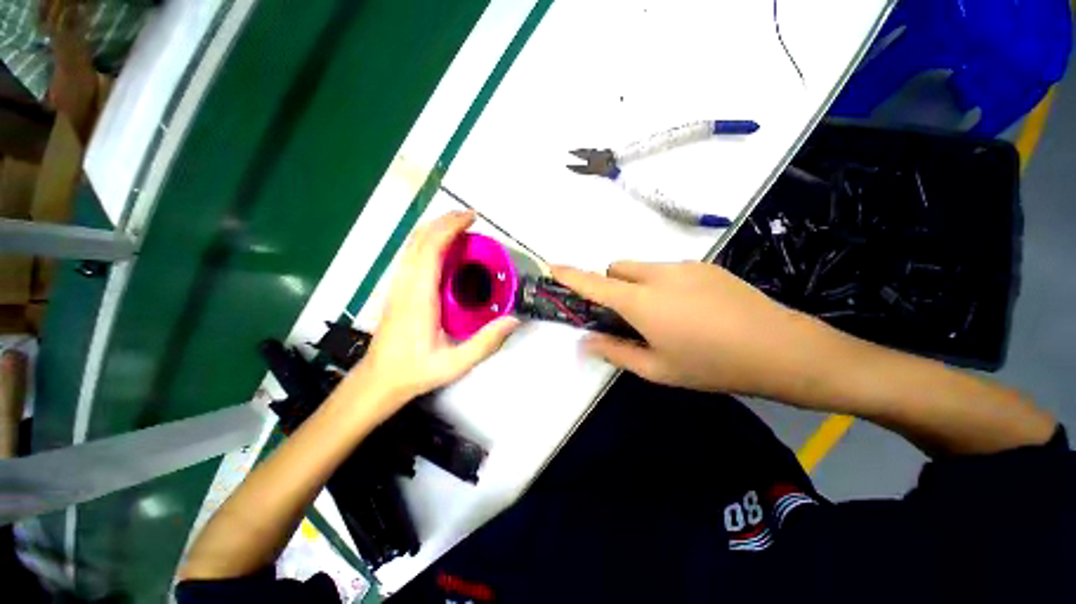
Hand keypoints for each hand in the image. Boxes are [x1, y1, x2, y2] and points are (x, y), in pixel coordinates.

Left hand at [356, 211, 518, 408]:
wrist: (379, 380)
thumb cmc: (416, 370)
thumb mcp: (455, 363)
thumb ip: (486, 342)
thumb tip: (513, 319)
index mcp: (419, 297)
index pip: (431, 249)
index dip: (450, 227)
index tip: (471, 218)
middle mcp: (405, 284)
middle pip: (419, 239)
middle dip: (444, 221)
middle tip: (470, 219)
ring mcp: (398, 284)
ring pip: (412, 244)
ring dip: (435, 229)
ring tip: (461, 229)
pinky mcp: (397, 288)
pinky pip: (412, 255)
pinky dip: (429, 242)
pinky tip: (445, 250)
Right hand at [552, 261, 835, 398]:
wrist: (780, 349)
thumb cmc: (711, 365)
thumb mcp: (658, 369)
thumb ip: (616, 352)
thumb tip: (586, 342)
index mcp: (642, 302)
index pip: (595, 283)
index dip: (571, 275)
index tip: (553, 267)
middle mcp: (658, 275)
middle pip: (617, 268)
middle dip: (611, 285)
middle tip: (627, 315)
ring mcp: (684, 266)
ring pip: (643, 268)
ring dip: (638, 286)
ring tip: (665, 316)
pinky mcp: (705, 266)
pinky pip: (668, 269)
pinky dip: (662, 284)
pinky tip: (690, 309)